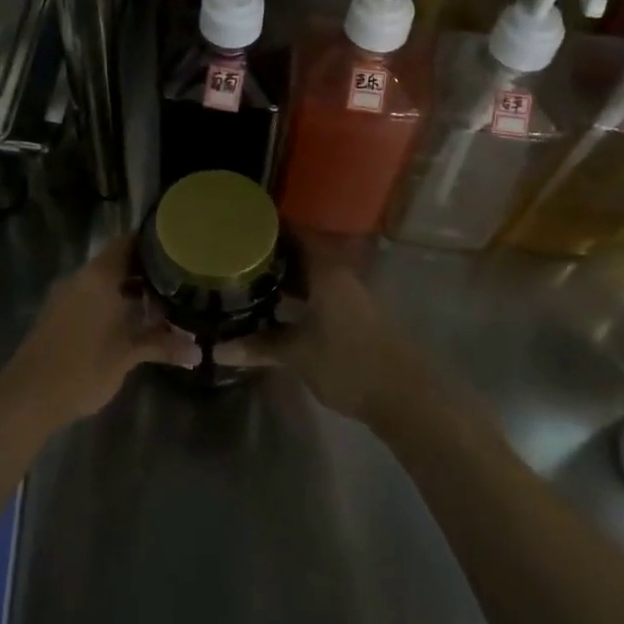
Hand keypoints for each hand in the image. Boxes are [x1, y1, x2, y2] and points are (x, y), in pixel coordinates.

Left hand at [0, 238, 190, 428]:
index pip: (130, 242)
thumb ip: (162, 346)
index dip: (155, 242)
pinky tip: (132, 322)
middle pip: (119, 261)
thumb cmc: (83, 368)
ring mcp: (67, 295)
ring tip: (163, 303)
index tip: (180, 248)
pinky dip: (113, 302)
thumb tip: (198, 352)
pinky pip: (92, 297)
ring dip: (130, 290)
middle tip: (180, 280)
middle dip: (148, 271)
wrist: (28, 396)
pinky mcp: (58, 314)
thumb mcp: (128, 356)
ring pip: (105, 282)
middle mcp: (82, 278)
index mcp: (100, 276)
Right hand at [221, 242, 430, 427]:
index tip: (240, 227)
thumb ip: (259, 346)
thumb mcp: (298, 355)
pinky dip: (300, 296)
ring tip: (250, 281)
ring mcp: (351, 296)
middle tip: (235, 257)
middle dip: (271, 256)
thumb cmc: (349, 365)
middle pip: (302, 254)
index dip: (268, 228)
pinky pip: (321, 293)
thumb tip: (217, 349)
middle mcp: (341, 275)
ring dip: (286, 278)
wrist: (406, 397)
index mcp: (327, 272)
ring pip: (312, 276)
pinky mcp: (356, 316)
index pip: (294, 234)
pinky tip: (279, 310)